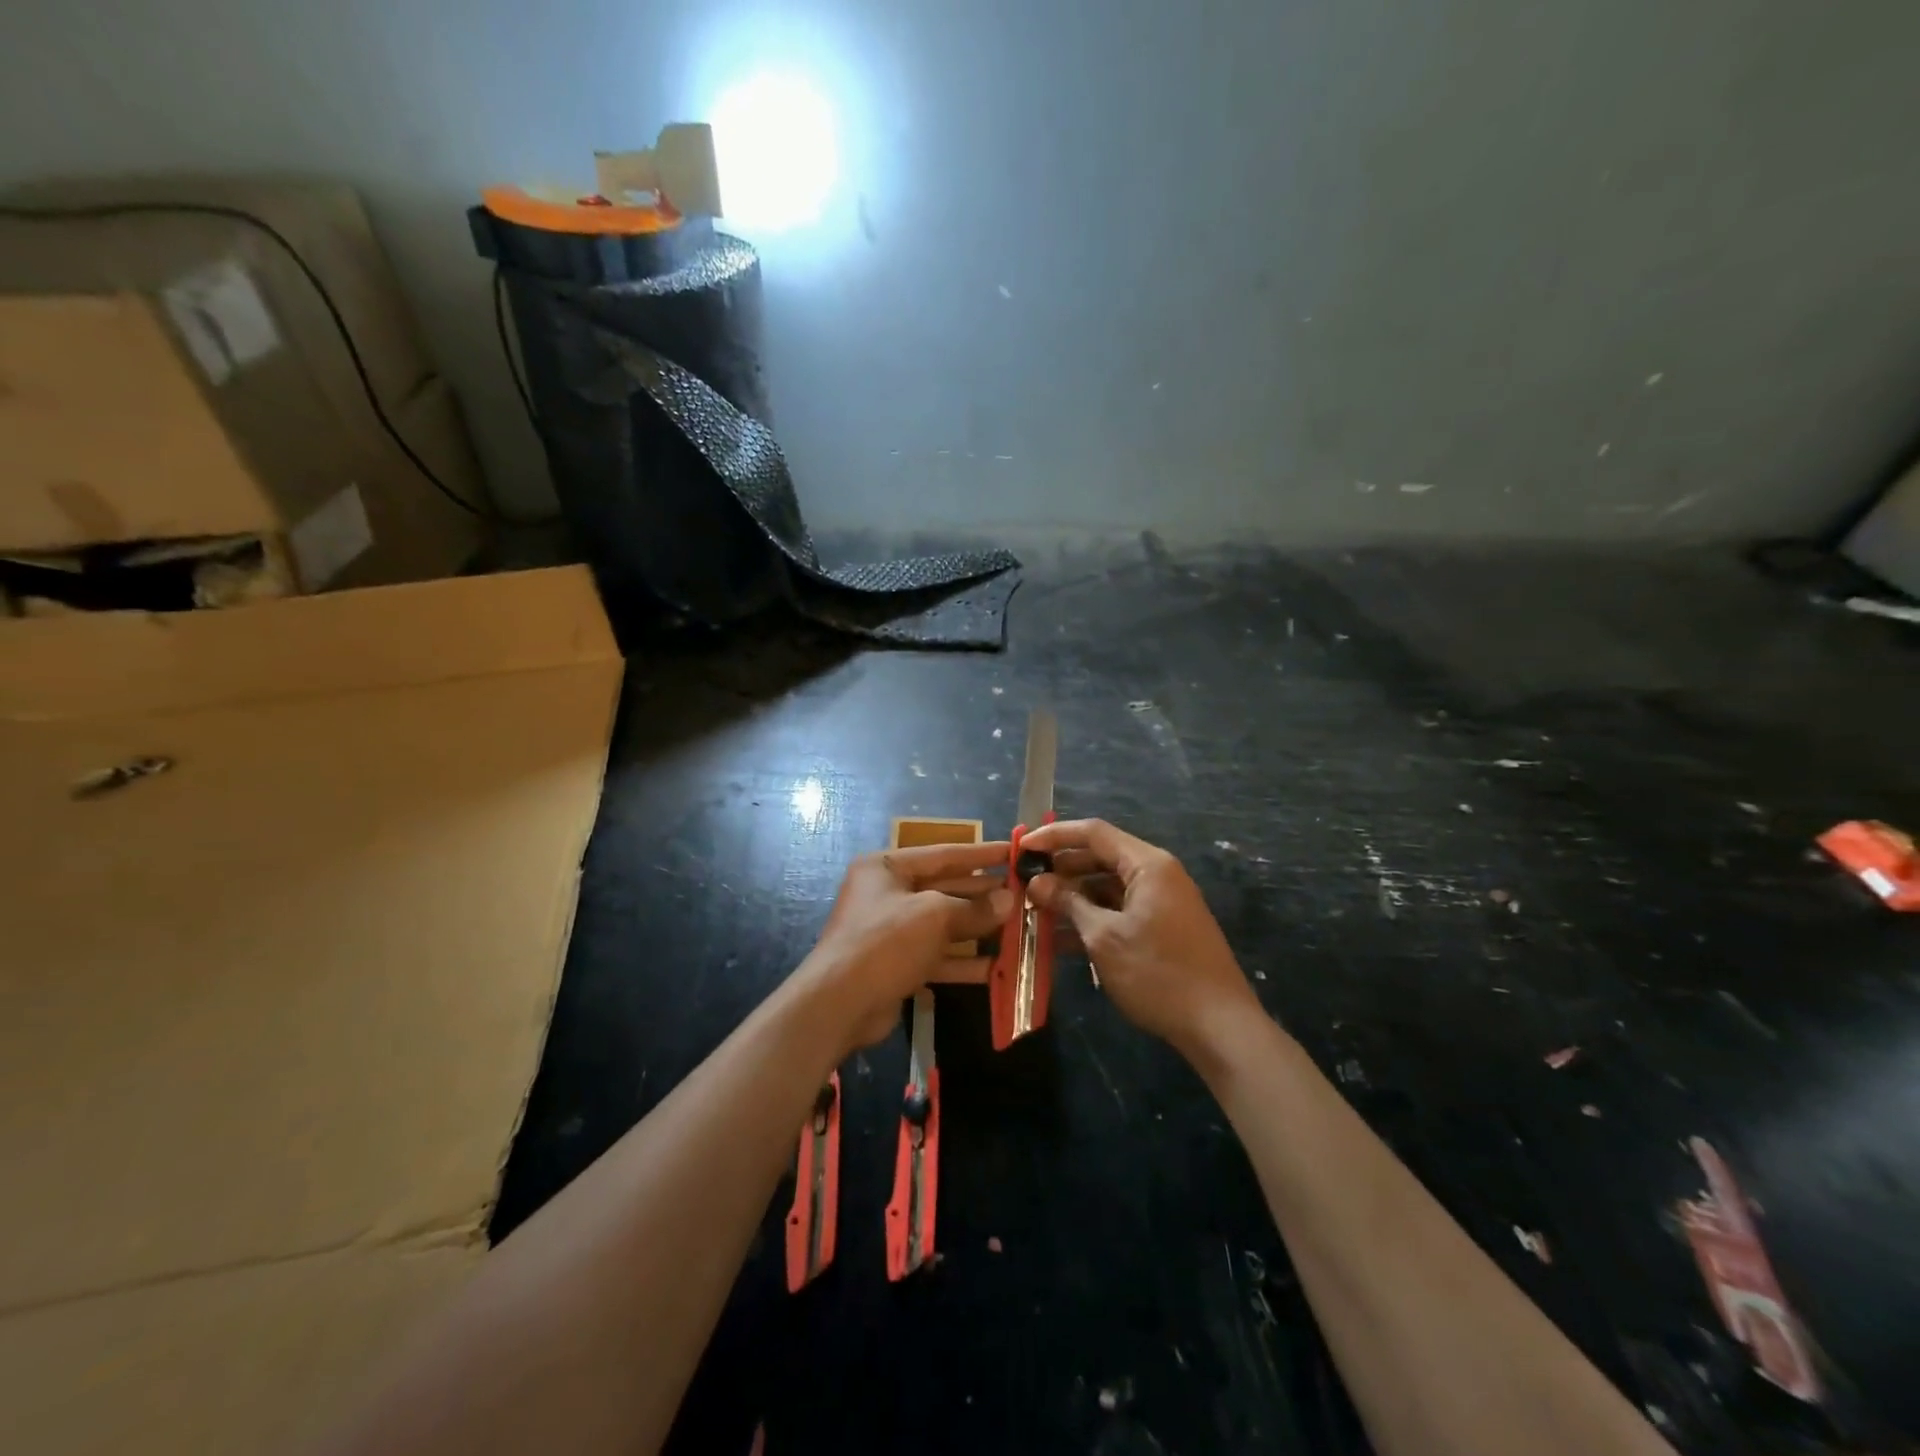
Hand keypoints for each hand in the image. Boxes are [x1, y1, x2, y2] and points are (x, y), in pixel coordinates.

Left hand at [801, 840, 1012, 1050]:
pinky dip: (964, 961)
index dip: (980, 853)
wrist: (840, 1003)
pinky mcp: (898, 964)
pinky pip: (937, 955)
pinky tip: (997, 966)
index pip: (942, 854)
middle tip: (1022, 893)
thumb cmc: (886, 941)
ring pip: (944, 924)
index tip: (1013, 852)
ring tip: (1018, 928)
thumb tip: (1008, 900)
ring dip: (978, 928)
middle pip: (944, 888)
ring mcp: (892, 931)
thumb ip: (973, 908)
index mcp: (886, 868)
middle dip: (982, 893)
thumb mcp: (934, 916)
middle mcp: (887, 894)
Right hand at [1022, 818, 1259, 1059]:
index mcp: (1147, 865)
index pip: (1094, 833)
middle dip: (1061, 870)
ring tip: (1035, 912)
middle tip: (1024, 883)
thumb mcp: (1105, 937)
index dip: (1054, 836)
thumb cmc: (1158, 974)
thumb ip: (1069, 904)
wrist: (1219, 1026)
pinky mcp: (1161, 928)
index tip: (1021, 848)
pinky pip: (1119, 911)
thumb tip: (1037, 882)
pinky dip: (1092, 919)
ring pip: (1107, 887)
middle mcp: (1156, 874)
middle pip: (1100, 857)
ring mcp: (1161, 902)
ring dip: (1073, 898)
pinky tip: (1060, 940)